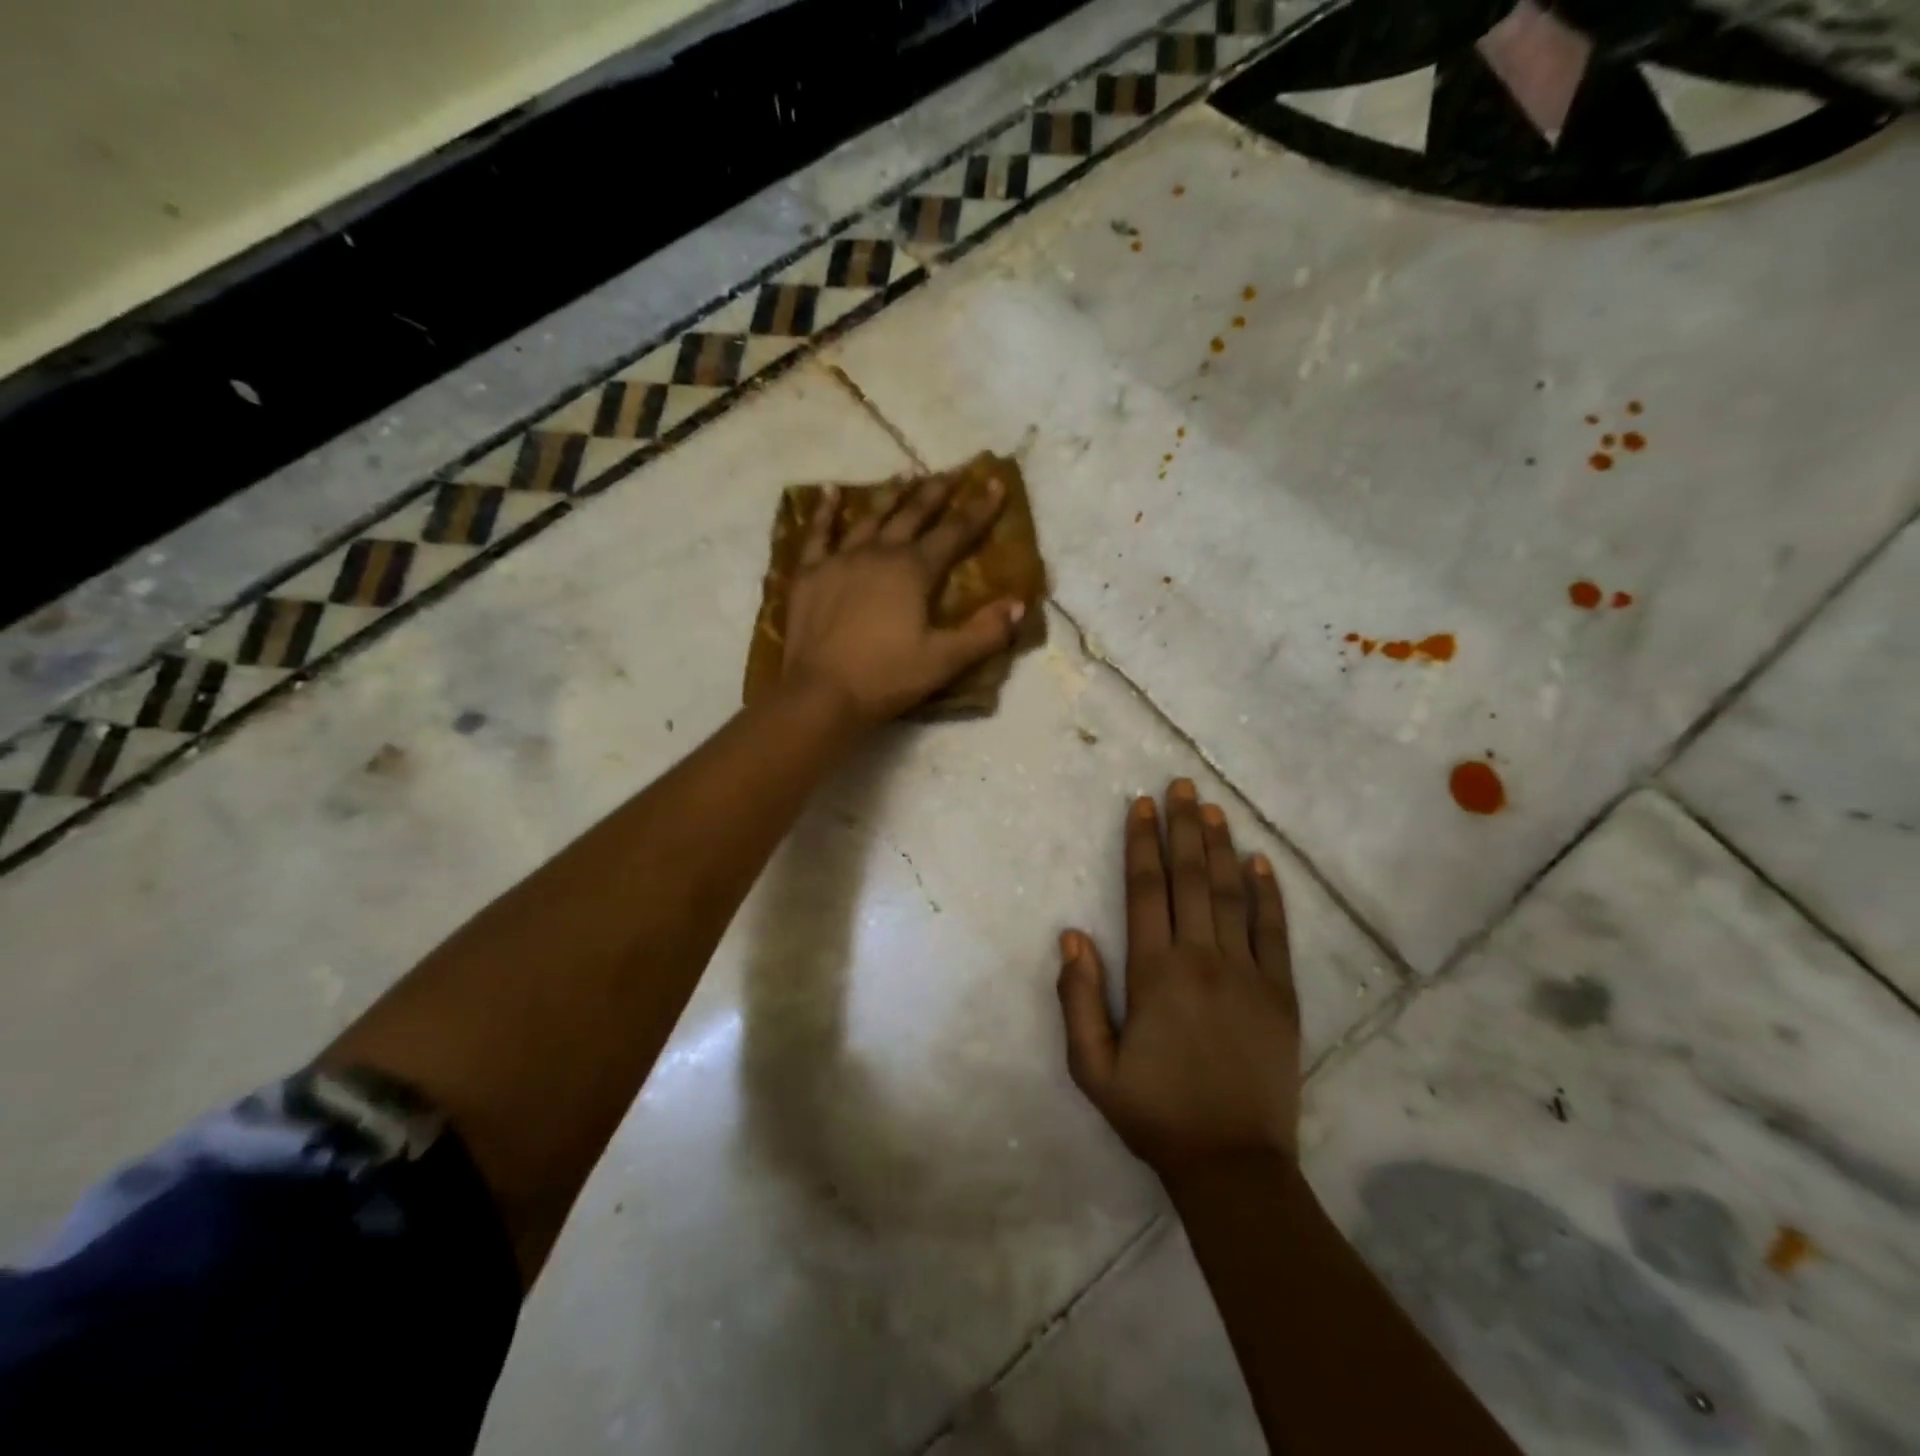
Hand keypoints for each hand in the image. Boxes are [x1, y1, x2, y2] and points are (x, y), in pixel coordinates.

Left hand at [781, 473, 1026, 725]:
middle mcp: (878, 553)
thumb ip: (985, 633)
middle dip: (935, 493)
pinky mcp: (809, 574)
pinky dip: (824, 511)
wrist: (821, 693)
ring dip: (890, 495)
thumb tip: (1019, 605)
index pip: (954, 533)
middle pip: (912, 515)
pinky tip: (830, 491)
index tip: (994, 484)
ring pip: (870, 517)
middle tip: (950, 474)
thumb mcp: (944, 661)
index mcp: (914, 571)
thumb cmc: (886, 677)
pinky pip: (817, 534)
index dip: (978, 510)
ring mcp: (840, 560)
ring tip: (904, 476)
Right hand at [1057, 780, 1301, 1176]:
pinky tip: (1260, 863)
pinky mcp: (1281, 994)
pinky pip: (1275, 932)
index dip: (1141, 843)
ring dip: (1220, 847)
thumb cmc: (1154, 1114)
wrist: (1233, 1164)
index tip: (1141, 805)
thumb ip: (1078, 997)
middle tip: (1181, 784)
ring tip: (1211, 808)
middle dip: (1182, 827)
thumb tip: (1073, 934)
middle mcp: (1202, 960)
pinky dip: (1268, 894)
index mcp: (1155, 973)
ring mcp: (1248, 973)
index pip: (1146, 891)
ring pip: (1231, 895)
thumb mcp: (1092, 1067)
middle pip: (1190, 879)